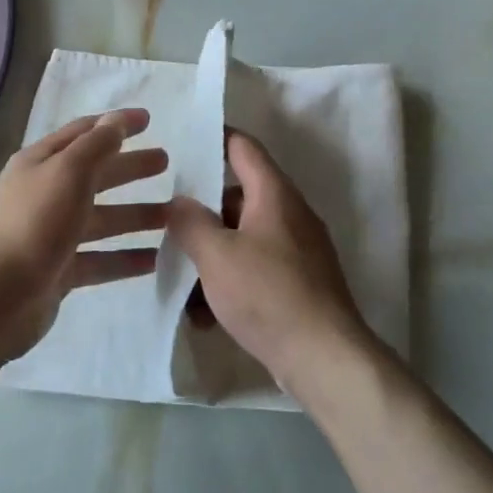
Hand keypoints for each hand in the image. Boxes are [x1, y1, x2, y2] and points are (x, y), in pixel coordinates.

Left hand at [0, 109, 167, 361]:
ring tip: (173, 216)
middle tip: (167, 163)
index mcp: (41, 163)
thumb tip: (117, 119)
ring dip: (135, 215)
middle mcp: (45, 194)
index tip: (149, 120)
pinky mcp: (58, 271)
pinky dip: (124, 258)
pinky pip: (99, 260)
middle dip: (130, 167)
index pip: (84, 134)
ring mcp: (51, 235)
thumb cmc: (33, 224)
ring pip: (101, 219)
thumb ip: (97, 145)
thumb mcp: (68, 172)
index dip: (116, 124)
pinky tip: (155, 260)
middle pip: (95, 175)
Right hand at [165, 131, 373, 394]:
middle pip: (239, 196)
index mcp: (274, 194)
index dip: (215, 136)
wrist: (324, 356)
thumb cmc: (267, 294)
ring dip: (213, 255)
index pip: (243, 147)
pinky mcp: (300, 282)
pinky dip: (231, 281)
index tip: (185, 139)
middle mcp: (290, 213)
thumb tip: (178, 202)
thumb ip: (191, 222)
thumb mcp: (216, 256)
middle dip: (204, 211)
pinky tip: (205, 316)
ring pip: (245, 237)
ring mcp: (298, 249)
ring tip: (181, 282)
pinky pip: (257, 268)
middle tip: (168, 221)